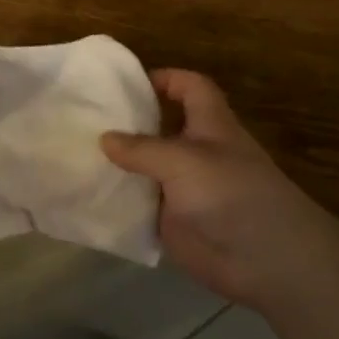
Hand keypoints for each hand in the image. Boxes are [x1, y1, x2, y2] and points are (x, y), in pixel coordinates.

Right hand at [101, 69, 338, 310]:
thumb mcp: (183, 160)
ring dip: (118, 165)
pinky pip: (140, 207)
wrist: (265, 260)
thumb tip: (104, 137)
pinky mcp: (173, 222)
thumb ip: (142, 148)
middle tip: (84, 119)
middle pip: (160, 128)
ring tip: (74, 155)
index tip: (126, 83)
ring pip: (146, 169)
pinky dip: (118, 203)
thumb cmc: (231, 193)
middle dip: (128, 122)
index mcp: (210, 125)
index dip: (165, 79)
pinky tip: (88, 197)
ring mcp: (183, 189)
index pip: (190, 88)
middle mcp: (196, 153)